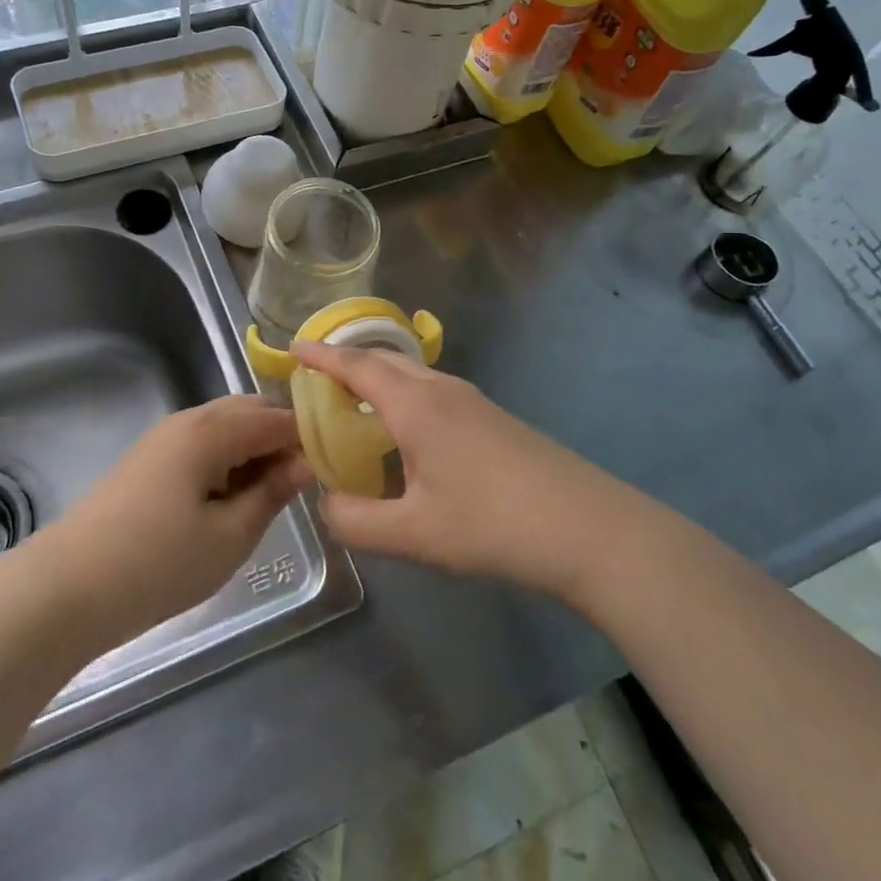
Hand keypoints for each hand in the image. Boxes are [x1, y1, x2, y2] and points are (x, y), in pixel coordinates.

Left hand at [39, 395, 310, 646]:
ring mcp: (164, 438)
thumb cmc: (157, 564)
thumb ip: (272, 493)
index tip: (337, 464)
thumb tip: (306, 463)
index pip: (277, 417)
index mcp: (212, 429)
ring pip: (225, 427)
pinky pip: (203, 445)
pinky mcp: (149, 461)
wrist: (65, 589)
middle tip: (306, 481)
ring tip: (274, 493)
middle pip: (250, 412)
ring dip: (254, 449)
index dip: (310, 437)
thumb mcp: (230, 536)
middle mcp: (188, 420)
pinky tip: (234, 497)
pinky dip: (228, 460)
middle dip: (282, 438)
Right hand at [292, 342, 622, 600]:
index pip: (357, 365)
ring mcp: (473, 401)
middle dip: (347, 363)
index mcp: (416, 405)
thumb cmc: (494, 524)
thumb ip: (356, 520)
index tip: (292, 346)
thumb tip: (325, 503)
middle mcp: (442, 390)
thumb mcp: (414, 534)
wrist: (588, 528)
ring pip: (412, 375)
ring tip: (353, 406)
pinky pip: (432, 392)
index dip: (321, 355)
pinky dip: (402, 397)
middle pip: (384, 360)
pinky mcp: (492, 418)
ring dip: (377, 380)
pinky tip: (404, 435)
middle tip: (316, 381)